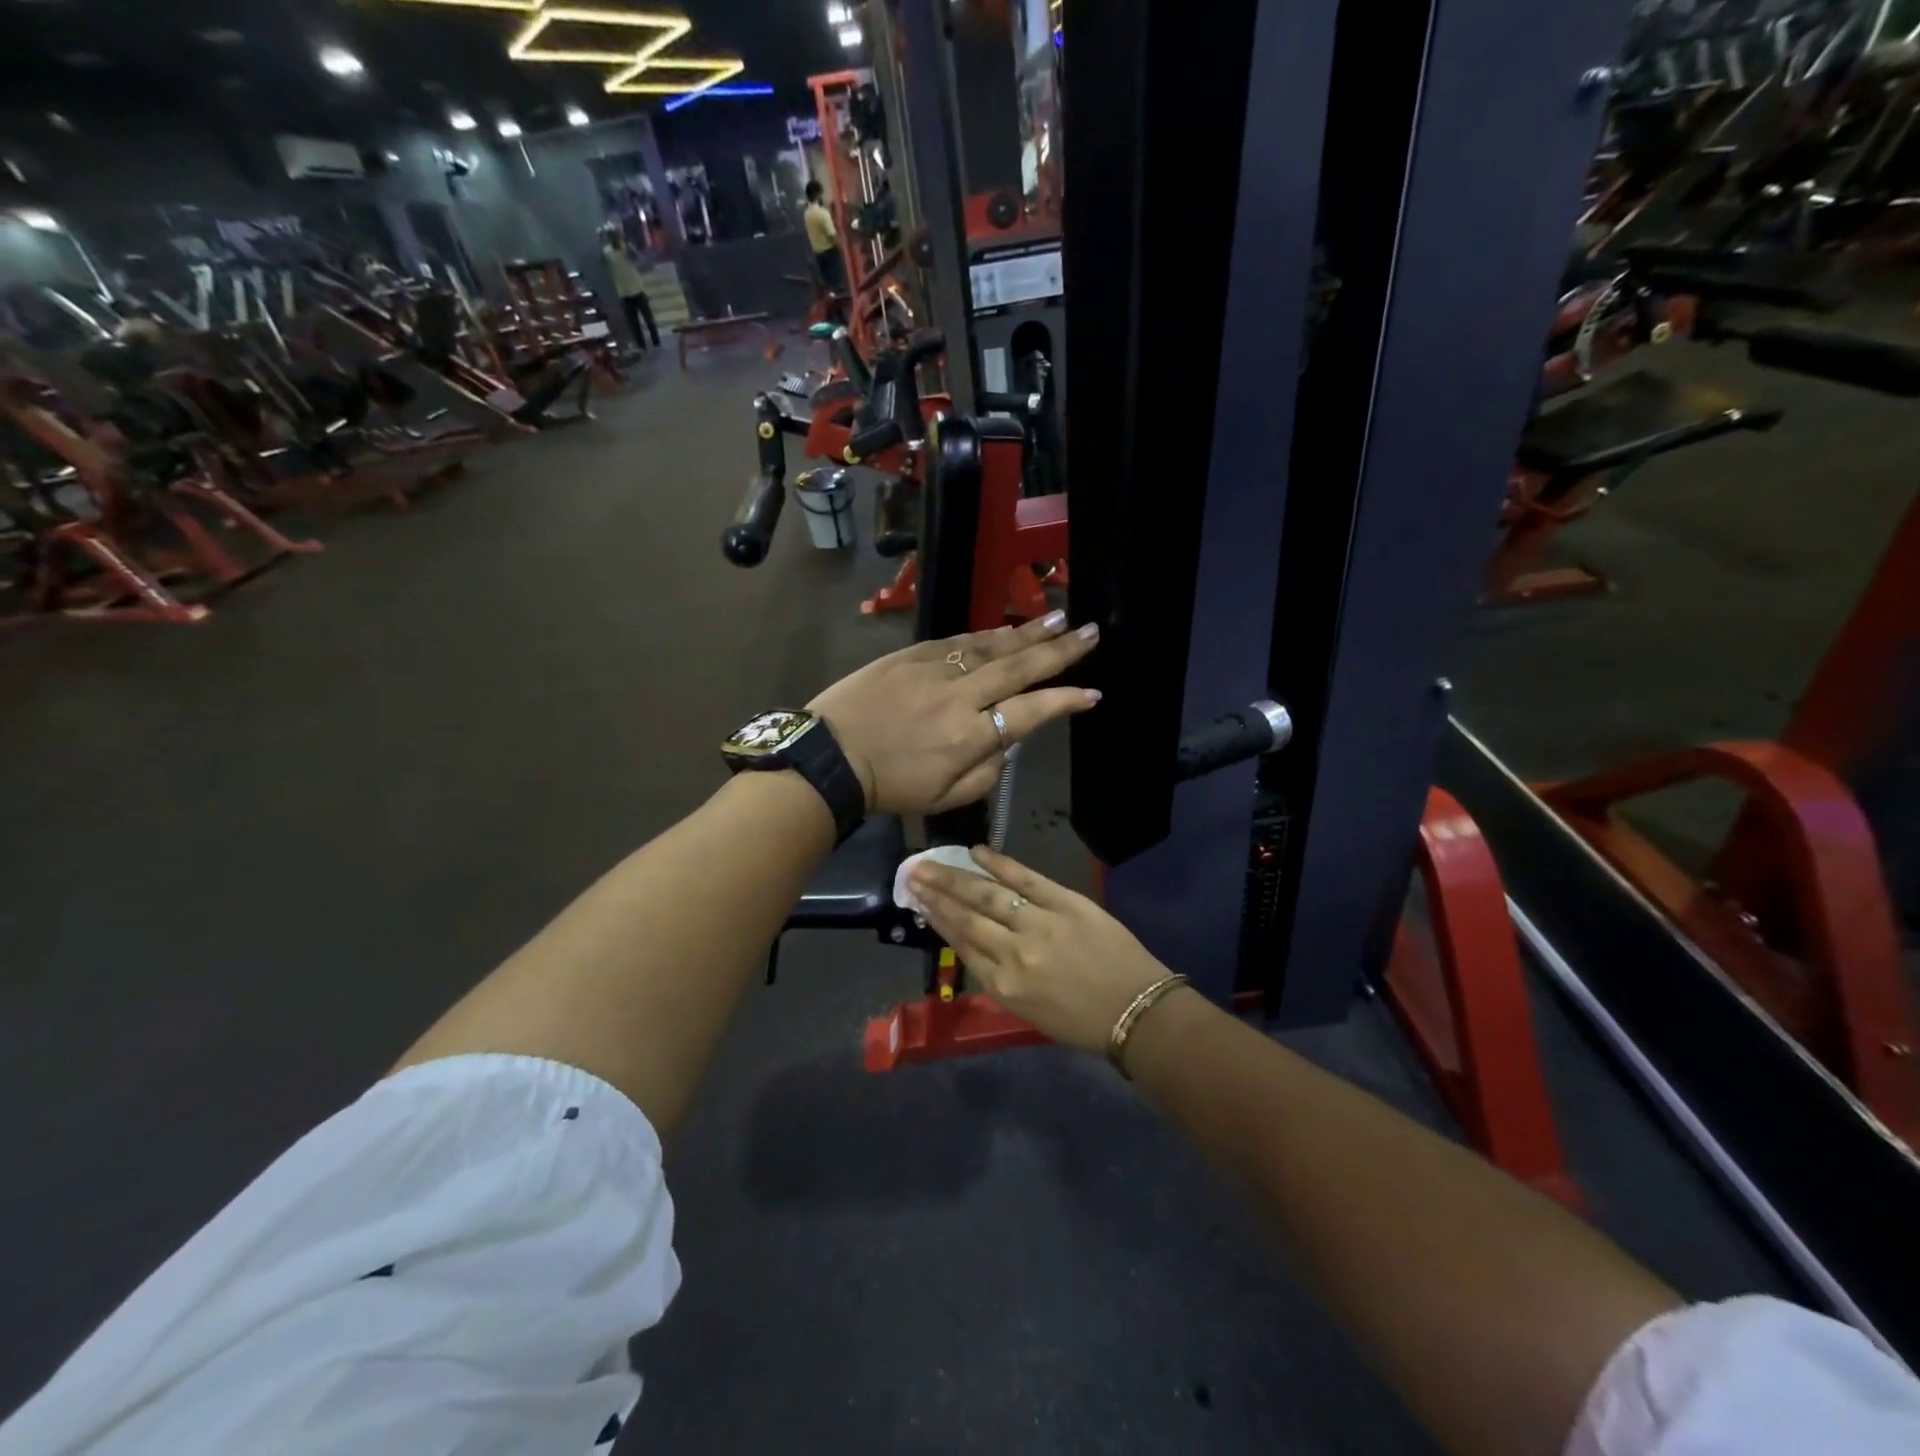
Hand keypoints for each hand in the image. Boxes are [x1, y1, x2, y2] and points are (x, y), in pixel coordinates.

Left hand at [809, 612, 1099, 815]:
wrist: (829, 755)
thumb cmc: (888, 786)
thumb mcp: (944, 798)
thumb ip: (986, 773)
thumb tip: (1006, 743)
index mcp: (969, 736)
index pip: (1030, 712)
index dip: (1065, 701)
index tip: (1092, 692)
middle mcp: (959, 696)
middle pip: (1019, 668)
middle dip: (1060, 650)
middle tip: (1091, 632)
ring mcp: (935, 669)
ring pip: (991, 646)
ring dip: (1029, 633)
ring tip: (1059, 619)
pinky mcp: (912, 654)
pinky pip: (959, 641)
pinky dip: (988, 634)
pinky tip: (1007, 628)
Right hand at [908, 848, 1175, 1052]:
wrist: (1136, 1011)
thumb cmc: (1081, 1021)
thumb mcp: (1027, 1010)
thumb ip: (998, 976)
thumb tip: (972, 941)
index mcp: (1003, 986)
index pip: (962, 944)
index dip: (938, 919)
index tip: (918, 899)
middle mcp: (1014, 953)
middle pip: (967, 917)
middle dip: (936, 893)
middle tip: (912, 872)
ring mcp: (1040, 924)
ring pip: (988, 895)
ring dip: (956, 877)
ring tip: (932, 863)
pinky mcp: (1067, 903)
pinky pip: (1026, 878)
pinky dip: (1000, 863)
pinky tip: (977, 852)